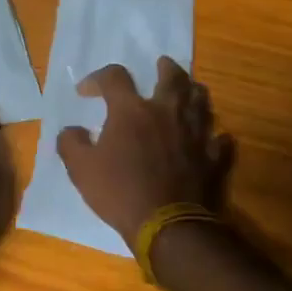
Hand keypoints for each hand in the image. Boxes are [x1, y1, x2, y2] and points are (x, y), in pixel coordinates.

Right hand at [57, 57, 232, 246]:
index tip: (87, 91)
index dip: (98, 78)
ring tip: (188, 91)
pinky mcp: (215, 157)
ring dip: (193, 92)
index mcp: (131, 111)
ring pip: (201, 101)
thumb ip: (71, 144)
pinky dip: (215, 135)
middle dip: (166, 68)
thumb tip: (71, 131)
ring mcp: (196, 133)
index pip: (114, 77)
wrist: (169, 225)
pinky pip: (221, 139)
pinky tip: (212, 137)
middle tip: (162, 64)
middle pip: (172, 77)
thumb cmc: (120, 192)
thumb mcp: (80, 169)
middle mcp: (167, 112)